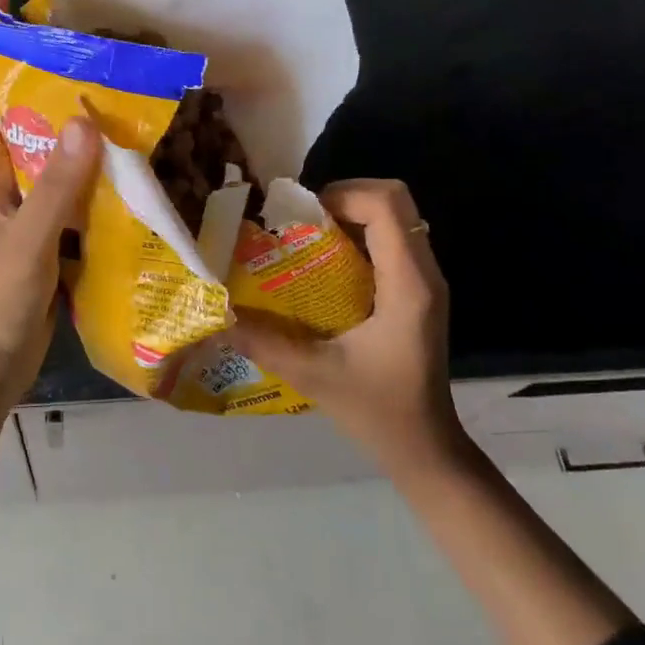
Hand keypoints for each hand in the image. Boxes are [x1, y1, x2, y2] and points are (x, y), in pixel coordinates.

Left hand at [0, 0, 101, 400]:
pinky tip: (127, 157)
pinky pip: (70, 185)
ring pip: (47, 146)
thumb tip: (87, 119)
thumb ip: (55, 185)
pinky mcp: (46, 231)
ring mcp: (22, 204)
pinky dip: (92, 166)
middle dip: (41, 69)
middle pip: (15, 108)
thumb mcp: (26, 242)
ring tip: (116, 86)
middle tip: (85, 38)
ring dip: (72, 118)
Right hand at [229, 178, 465, 476]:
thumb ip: (264, 341)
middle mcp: (423, 272)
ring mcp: (424, 280)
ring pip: (395, 216)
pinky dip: (359, 233)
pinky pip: (391, 238)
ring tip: (308, 235)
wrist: (426, 450)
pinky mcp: (417, 290)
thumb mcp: (314, 375)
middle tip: (303, 219)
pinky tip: (326, 263)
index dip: (343, 193)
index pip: (386, 205)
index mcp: (407, 285)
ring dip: (351, 212)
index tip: (302, 215)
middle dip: (345, 195)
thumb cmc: (378, 412)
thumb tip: (218, 311)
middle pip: (394, 199)